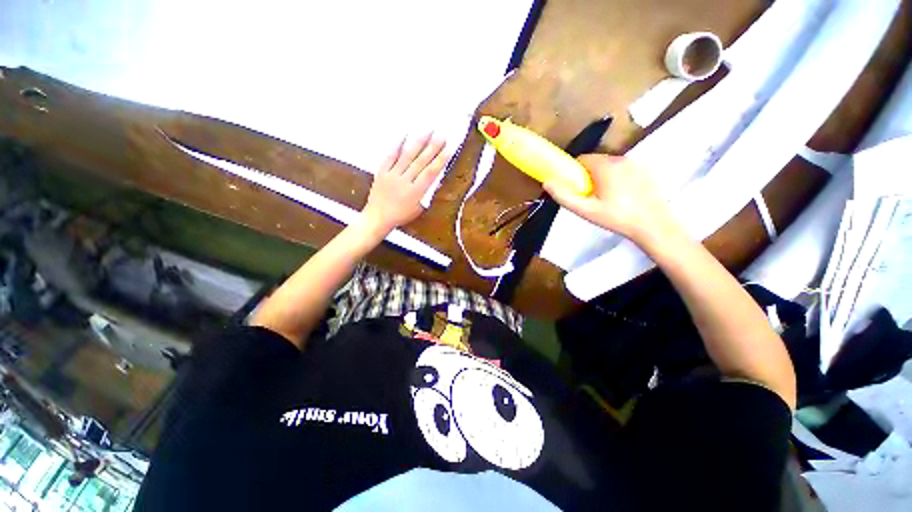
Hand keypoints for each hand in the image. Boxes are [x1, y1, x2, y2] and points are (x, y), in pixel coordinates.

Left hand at [361, 134, 449, 235]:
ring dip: (418, 143)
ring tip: (428, 131)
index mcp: (415, 192)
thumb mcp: (418, 209)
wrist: (378, 218)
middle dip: (433, 148)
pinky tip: (404, 135)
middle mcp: (404, 181)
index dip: (440, 161)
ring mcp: (392, 175)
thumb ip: (426, 194)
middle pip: (421, 162)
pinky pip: (390, 156)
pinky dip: (397, 145)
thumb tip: (434, 179)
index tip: (448, 150)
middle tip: (442, 135)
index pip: (430, 173)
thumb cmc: (400, 216)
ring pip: (407, 156)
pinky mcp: (382, 172)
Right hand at [544, 155, 680, 245]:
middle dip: (588, 175)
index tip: (574, 187)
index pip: (582, 159)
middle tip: (589, 196)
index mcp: (605, 166)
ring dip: (603, 176)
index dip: (573, 172)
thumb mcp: (586, 210)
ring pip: (610, 165)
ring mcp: (636, 163)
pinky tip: (622, 196)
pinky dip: (618, 178)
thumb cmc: (616, 218)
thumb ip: (564, 196)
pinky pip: (624, 170)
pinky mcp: (646, 170)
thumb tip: (547, 182)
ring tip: (606, 198)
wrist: (654, 225)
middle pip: (596, 162)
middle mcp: (621, 158)